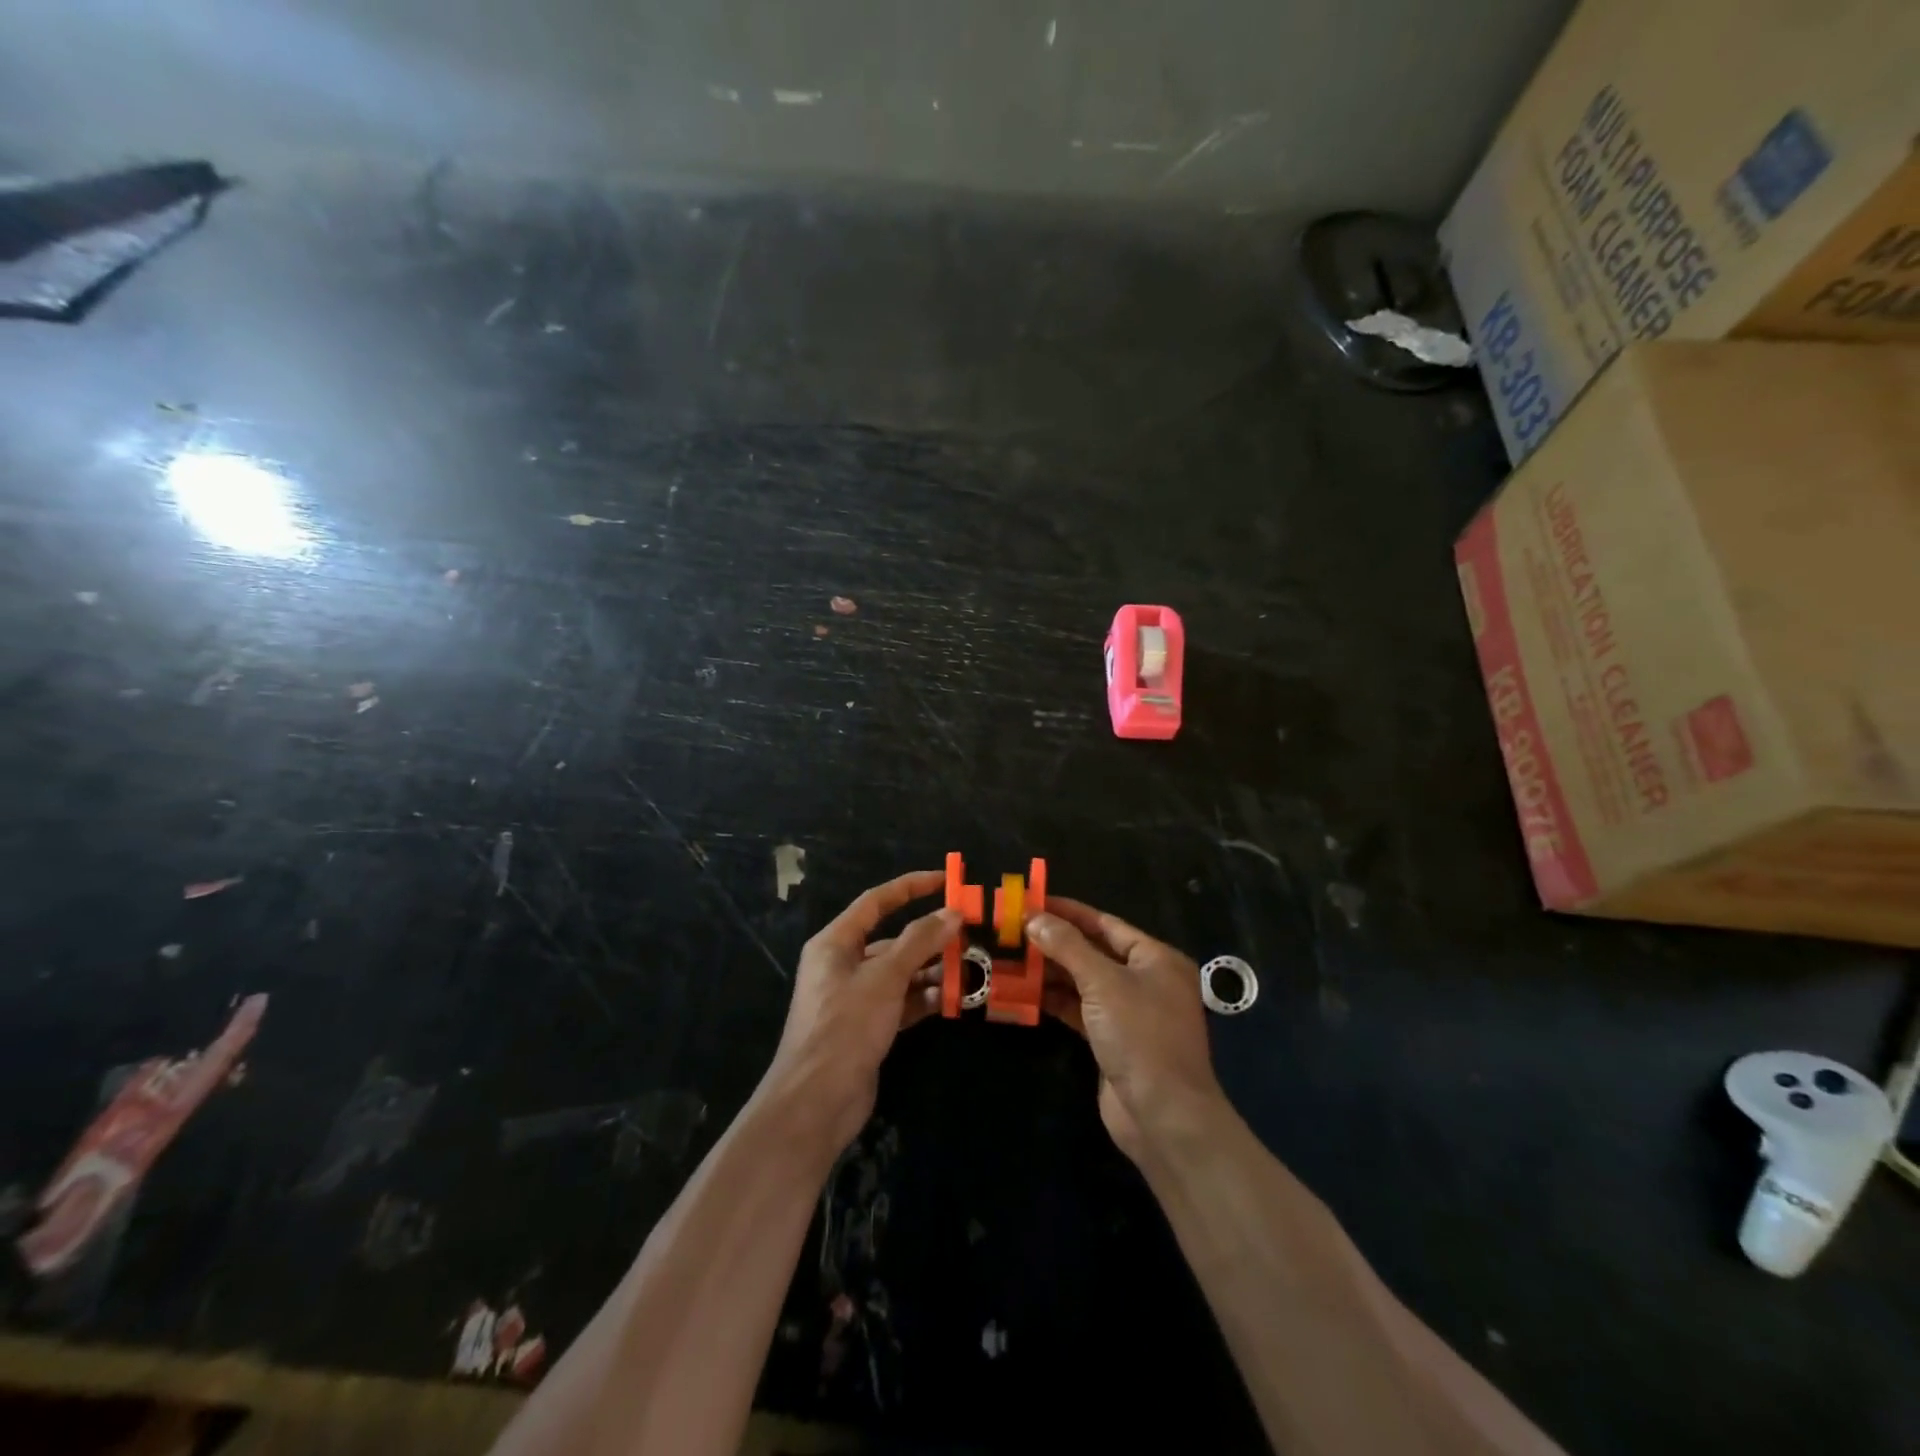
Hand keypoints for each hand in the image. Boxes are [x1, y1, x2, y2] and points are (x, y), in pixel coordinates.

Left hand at [758, 870, 959, 1154]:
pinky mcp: (867, 1027)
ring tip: (970, 969)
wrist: (816, 1101)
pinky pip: (901, 1001)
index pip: (876, 902)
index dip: (911, 887)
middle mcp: (843, 965)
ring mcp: (855, 998)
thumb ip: (920, 942)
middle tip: (969, 935)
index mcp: (835, 943)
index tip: (945, 881)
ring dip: (931, 970)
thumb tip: (952, 914)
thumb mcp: (885, 978)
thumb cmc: (845, 1026)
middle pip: (892, 939)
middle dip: (929, 937)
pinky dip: (924, 998)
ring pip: (900, 972)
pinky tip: (952, 1000)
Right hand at [1028, 898, 1227, 1163]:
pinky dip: (1055, 1000)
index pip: (1105, 923)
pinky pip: (1080, 1009)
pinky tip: (1024, 993)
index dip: (1068, 912)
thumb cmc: (1140, 1036)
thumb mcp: (1103, 983)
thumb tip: (1035, 918)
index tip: (1032, 902)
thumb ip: (1068, 947)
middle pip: (1093, 951)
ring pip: (1083, 982)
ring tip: (1010, 959)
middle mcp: (1145, 980)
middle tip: (1013, 932)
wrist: (1163, 1116)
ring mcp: (1129, 1012)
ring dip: (1050, 972)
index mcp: (1155, 958)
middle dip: (1054, 943)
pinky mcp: (1112, 1040)